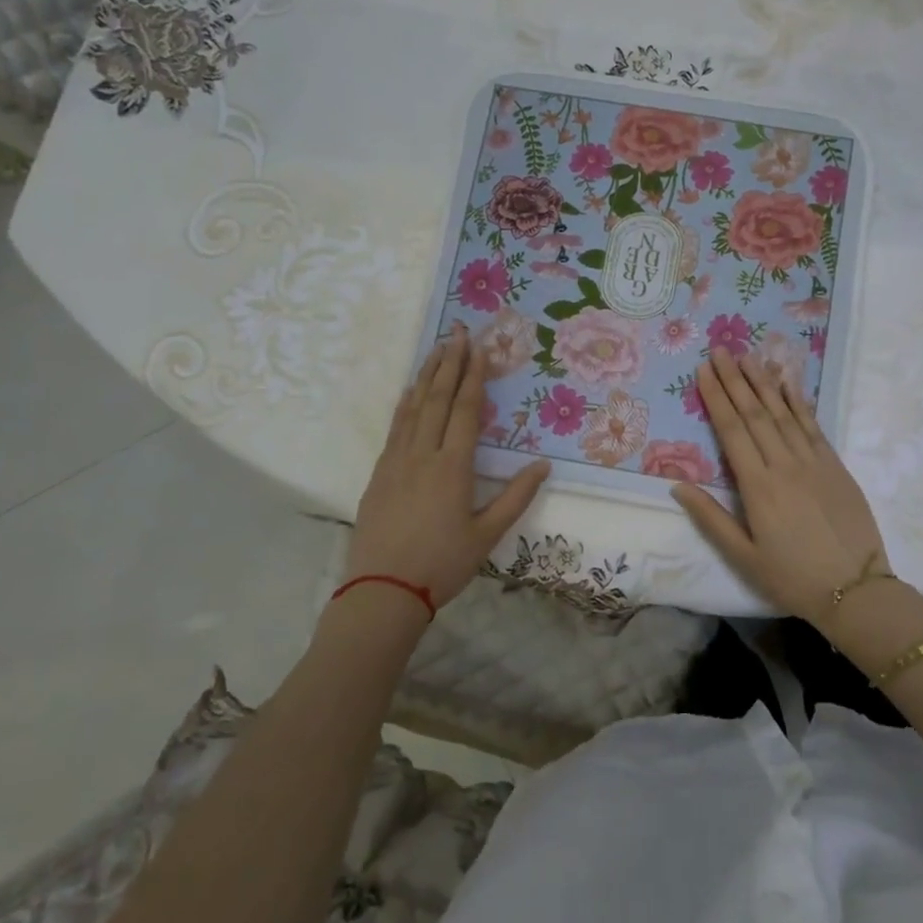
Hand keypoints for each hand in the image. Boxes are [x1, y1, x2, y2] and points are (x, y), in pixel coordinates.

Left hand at [345, 324, 550, 609]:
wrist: (382, 590)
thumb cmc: (442, 564)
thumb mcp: (487, 535)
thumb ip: (516, 496)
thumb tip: (543, 465)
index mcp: (453, 467)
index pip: (466, 410)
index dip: (474, 377)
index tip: (479, 348)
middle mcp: (423, 454)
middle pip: (437, 399)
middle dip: (450, 363)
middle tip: (457, 332)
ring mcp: (396, 461)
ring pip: (412, 408)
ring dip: (426, 376)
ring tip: (436, 350)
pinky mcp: (379, 473)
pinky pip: (395, 427)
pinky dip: (404, 404)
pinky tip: (409, 392)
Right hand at [672, 348, 887, 629]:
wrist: (856, 590)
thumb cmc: (792, 578)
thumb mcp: (743, 557)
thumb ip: (710, 518)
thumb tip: (677, 485)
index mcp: (758, 487)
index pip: (732, 431)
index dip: (716, 398)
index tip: (704, 370)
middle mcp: (785, 465)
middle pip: (755, 414)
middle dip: (735, 380)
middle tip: (720, 350)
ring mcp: (814, 462)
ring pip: (784, 413)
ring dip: (764, 383)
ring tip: (748, 356)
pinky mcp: (835, 466)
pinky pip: (813, 426)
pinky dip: (799, 402)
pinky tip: (788, 384)